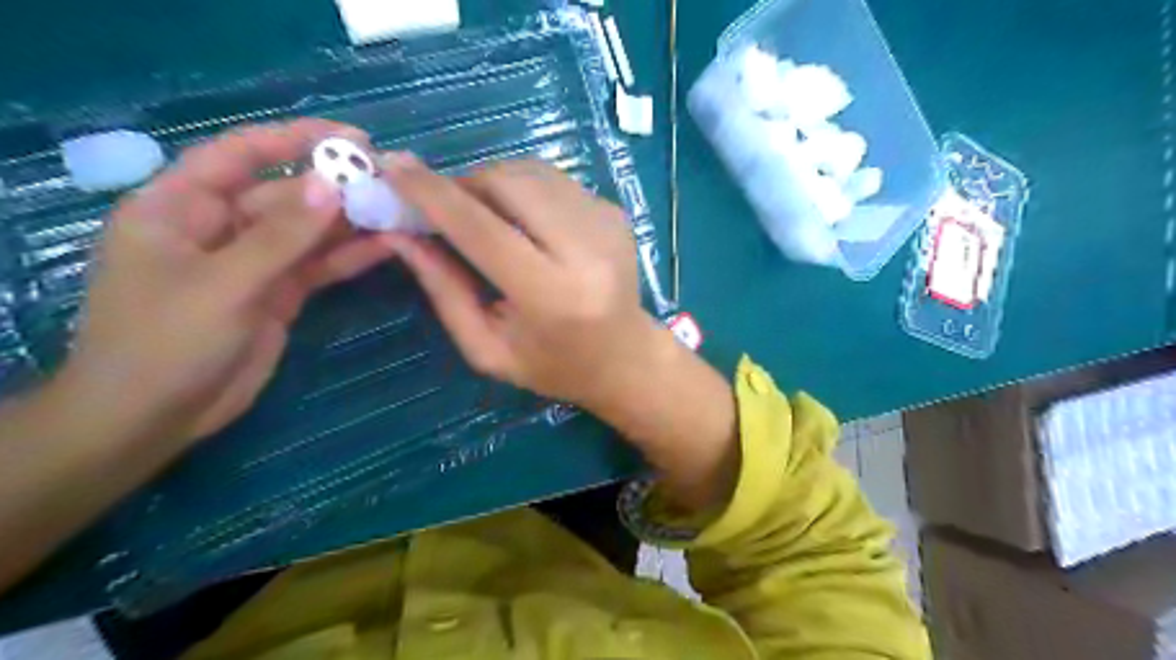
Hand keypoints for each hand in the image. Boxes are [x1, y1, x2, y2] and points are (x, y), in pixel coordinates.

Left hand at [62, 121, 393, 446]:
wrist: (157, 416)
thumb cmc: (166, 342)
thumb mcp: (223, 283)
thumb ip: (282, 236)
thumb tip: (331, 185)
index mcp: (180, 206)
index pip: (240, 154)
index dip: (294, 139)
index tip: (352, 139)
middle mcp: (219, 227)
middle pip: (285, 194)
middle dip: (336, 187)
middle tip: (391, 182)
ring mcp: (253, 262)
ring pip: (308, 231)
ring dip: (350, 223)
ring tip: (400, 211)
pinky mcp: (279, 293)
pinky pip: (318, 265)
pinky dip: (350, 257)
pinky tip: (387, 246)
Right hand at [381, 156, 665, 410]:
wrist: (625, 358)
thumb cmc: (553, 366)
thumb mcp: (487, 348)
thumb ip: (444, 290)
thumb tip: (399, 234)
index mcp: (552, 296)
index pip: (483, 229)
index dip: (433, 195)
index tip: (392, 167)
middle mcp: (586, 251)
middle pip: (509, 183)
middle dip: (465, 184)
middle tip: (444, 207)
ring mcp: (606, 224)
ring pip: (531, 172)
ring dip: (493, 183)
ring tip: (482, 216)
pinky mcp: (615, 211)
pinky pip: (553, 181)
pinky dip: (524, 190)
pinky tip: (523, 223)